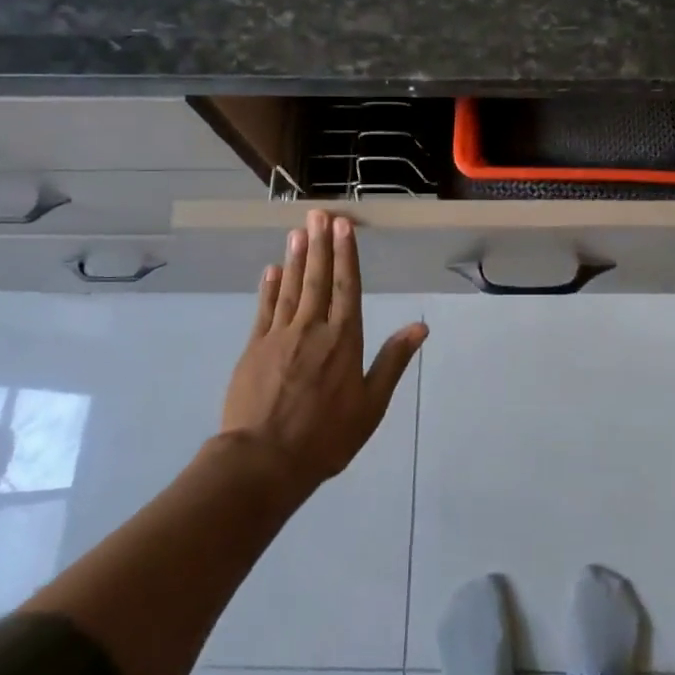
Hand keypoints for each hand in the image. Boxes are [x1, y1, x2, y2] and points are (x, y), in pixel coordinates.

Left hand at [220, 209, 427, 493]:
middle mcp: (313, 329)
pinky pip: (264, 309)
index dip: (346, 255)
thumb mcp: (371, 405)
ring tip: (298, 231)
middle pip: (318, 279)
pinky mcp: (254, 348)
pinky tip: (272, 270)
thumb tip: (420, 327)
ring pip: (291, 288)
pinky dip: (269, 287)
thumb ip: (392, 361)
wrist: (264, 460)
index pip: (347, 287)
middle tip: (318, 214)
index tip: (343, 226)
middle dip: (321, 244)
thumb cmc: (326, 436)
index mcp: (344, 340)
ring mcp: (279, 336)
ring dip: (296, 258)